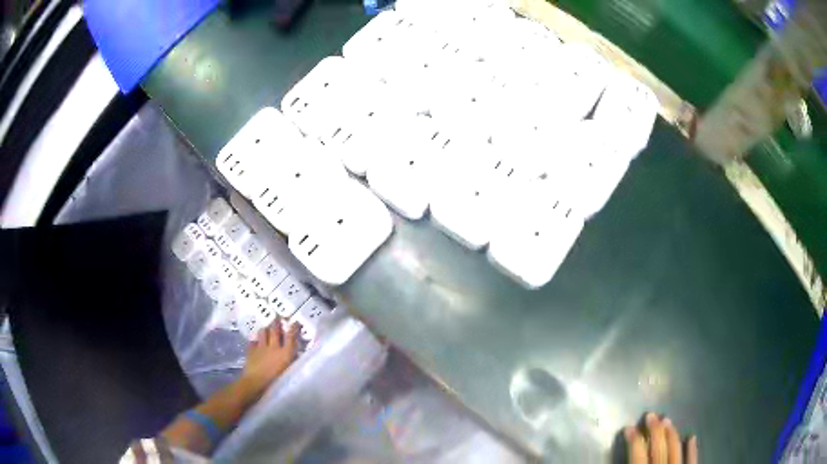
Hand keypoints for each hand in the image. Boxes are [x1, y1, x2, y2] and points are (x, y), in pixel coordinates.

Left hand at [240, 320, 300, 397]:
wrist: (256, 383)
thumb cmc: (276, 381)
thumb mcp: (288, 371)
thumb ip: (291, 361)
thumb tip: (295, 353)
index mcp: (285, 353)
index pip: (291, 336)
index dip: (294, 328)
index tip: (295, 322)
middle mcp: (273, 347)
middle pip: (275, 331)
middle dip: (276, 323)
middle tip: (277, 317)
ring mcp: (261, 347)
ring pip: (263, 333)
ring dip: (265, 329)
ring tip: (266, 328)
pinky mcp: (251, 351)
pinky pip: (253, 342)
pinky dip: (255, 341)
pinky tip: (255, 342)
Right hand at [625, 413, 697, 463]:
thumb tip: (618, 458)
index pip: (637, 455)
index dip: (633, 440)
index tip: (628, 427)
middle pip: (658, 448)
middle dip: (654, 430)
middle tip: (650, 414)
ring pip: (675, 449)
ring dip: (671, 434)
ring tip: (667, 420)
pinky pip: (692, 459)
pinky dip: (692, 448)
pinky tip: (691, 437)